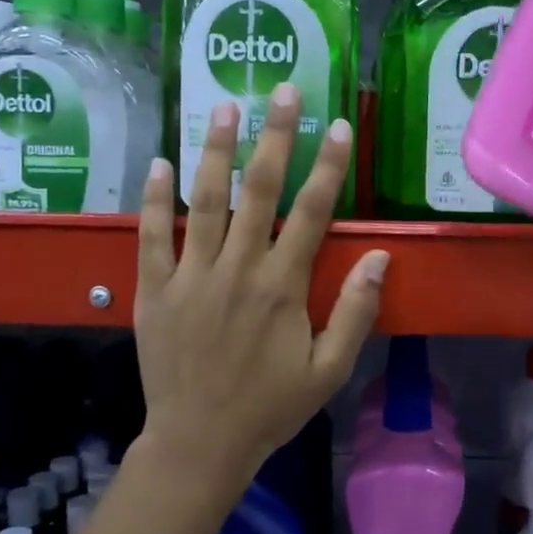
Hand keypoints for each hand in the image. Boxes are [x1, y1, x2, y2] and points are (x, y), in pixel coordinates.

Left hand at [133, 84, 387, 497]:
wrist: (199, 444)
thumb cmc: (270, 407)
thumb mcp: (329, 370)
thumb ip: (355, 311)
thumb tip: (381, 257)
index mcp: (282, 287)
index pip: (312, 212)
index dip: (328, 165)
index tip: (337, 124)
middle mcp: (237, 270)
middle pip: (258, 191)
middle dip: (273, 136)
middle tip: (280, 89)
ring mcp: (190, 277)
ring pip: (203, 201)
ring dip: (214, 150)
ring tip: (221, 105)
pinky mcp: (154, 291)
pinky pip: (151, 237)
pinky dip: (154, 199)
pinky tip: (159, 163)